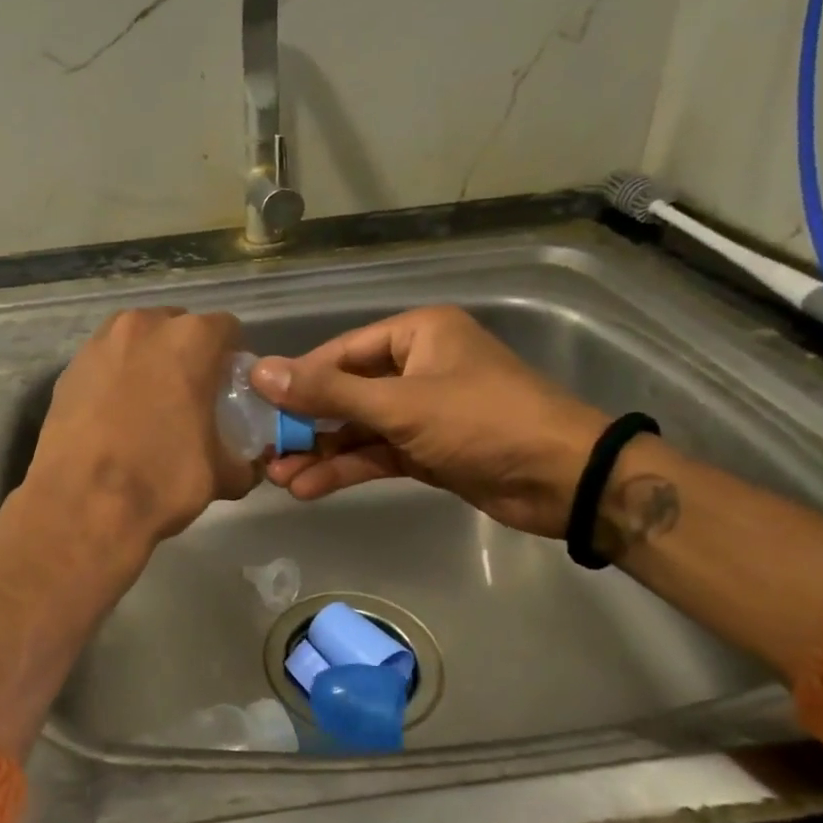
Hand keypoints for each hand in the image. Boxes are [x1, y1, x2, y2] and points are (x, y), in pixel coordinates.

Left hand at [17, 307, 257, 567]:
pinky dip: (114, 377)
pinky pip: (104, 362)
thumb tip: (246, 465)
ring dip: (148, 360)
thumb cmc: (162, 479)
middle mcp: (144, 326)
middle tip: (190, 394)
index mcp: (191, 339)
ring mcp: (100, 343)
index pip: (226, 329)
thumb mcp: (221, 475)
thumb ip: (242, 461)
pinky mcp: (69, 368)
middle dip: (187, 353)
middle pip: (177, 327)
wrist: (83, 504)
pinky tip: (115, 414)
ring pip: (136, 339)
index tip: (229, 386)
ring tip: (149, 402)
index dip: (231, 357)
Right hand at [250, 306, 608, 537]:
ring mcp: (423, 411)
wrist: (564, 480)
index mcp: (416, 334)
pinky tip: (309, 488)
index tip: (258, 403)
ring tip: (277, 477)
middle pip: (346, 392)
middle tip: (264, 449)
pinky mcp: (428, 449)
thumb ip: (328, 393)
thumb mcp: (400, 405)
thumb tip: (260, 372)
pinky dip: (347, 469)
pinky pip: (377, 453)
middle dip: (306, 423)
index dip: (299, 378)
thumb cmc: (483, 422)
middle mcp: (416, 366)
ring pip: (358, 428)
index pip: (341, 352)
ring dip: (321, 452)